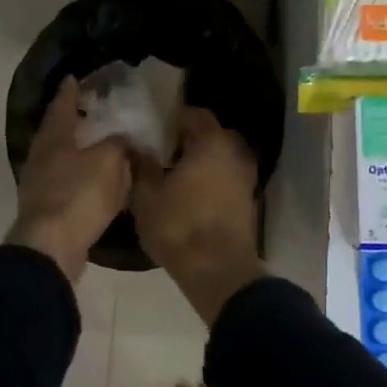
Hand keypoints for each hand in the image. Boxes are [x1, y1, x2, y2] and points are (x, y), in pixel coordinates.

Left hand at [8, 77, 131, 280]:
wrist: (51, 247)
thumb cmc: (79, 194)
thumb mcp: (109, 161)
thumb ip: (118, 144)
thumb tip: (123, 139)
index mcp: (54, 137)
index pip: (62, 105)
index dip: (70, 90)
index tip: (74, 77)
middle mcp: (42, 156)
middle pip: (57, 131)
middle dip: (73, 119)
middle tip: (91, 109)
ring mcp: (40, 184)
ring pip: (62, 157)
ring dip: (78, 149)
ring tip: (99, 144)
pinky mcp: (47, 208)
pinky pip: (68, 183)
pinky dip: (81, 176)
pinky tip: (96, 180)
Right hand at [132, 107, 263, 323]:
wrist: (218, 271)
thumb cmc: (179, 226)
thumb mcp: (147, 196)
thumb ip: (142, 165)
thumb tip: (137, 145)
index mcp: (212, 142)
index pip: (195, 115)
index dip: (174, 119)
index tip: (156, 130)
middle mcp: (235, 152)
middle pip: (212, 134)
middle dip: (191, 139)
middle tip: (165, 152)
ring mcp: (246, 176)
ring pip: (222, 157)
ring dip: (204, 161)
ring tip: (177, 175)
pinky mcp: (250, 200)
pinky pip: (228, 178)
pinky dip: (214, 180)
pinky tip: (194, 194)